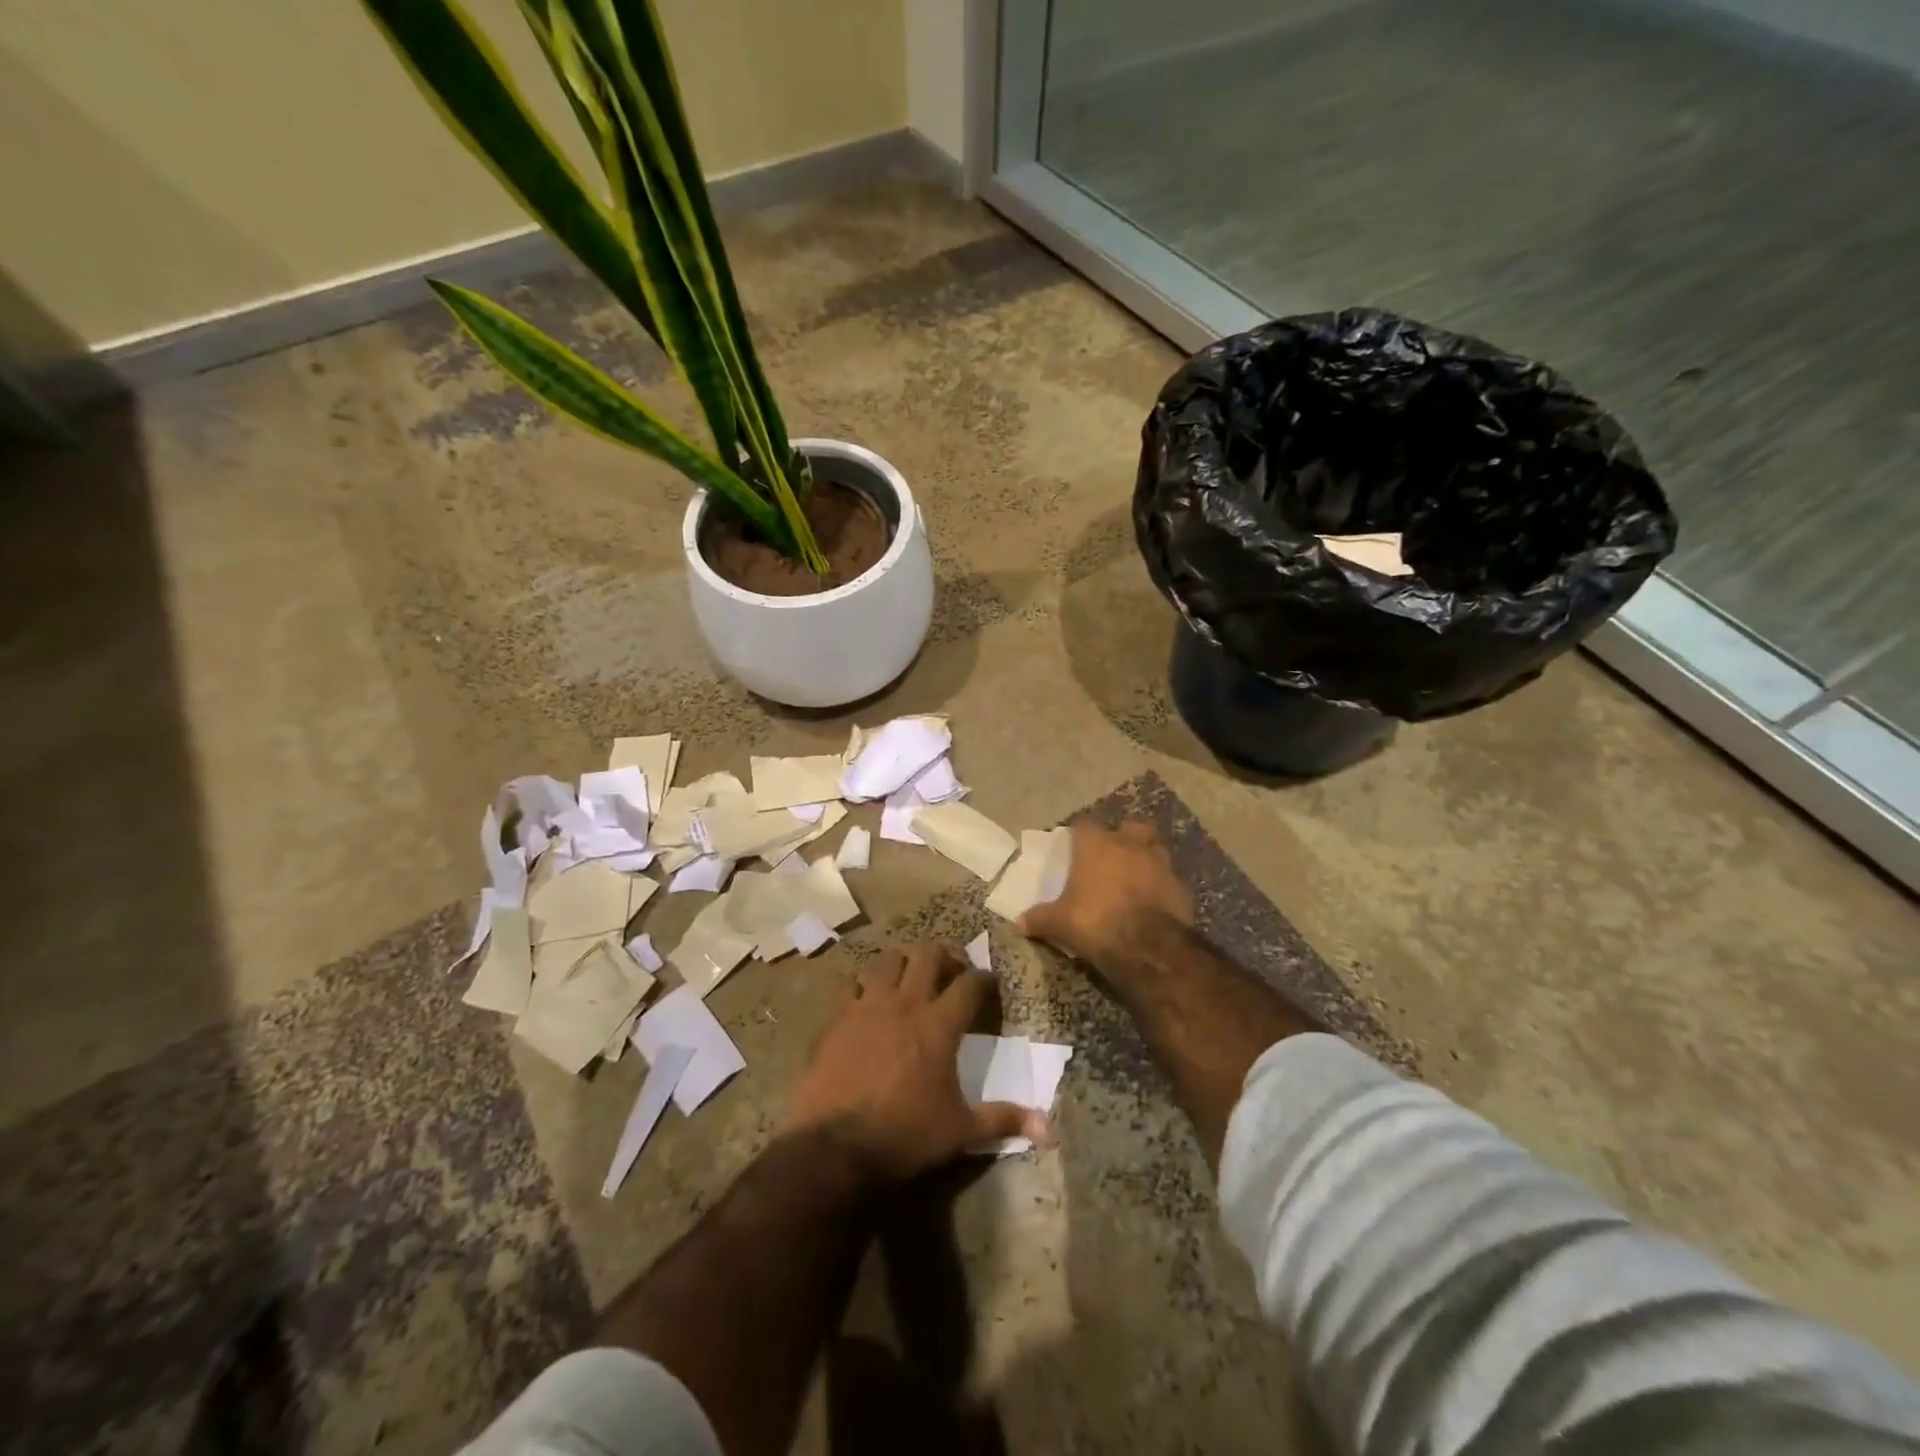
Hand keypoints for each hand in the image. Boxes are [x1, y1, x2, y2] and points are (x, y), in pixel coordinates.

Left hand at [782, 942, 1047, 1181]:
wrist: (836, 1146)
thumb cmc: (905, 1135)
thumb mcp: (960, 1131)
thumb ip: (1002, 1120)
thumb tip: (1049, 1128)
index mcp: (940, 1025)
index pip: (971, 983)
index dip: (984, 979)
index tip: (989, 983)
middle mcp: (906, 1003)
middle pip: (928, 953)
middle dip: (943, 957)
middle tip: (948, 975)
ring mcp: (867, 1005)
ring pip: (888, 960)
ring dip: (902, 965)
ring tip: (907, 981)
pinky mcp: (836, 1016)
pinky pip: (848, 984)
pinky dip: (859, 987)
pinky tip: (864, 1001)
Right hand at [1018, 820, 1193, 969]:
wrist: (1149, 946)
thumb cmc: (1096, 922)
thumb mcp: (1060, 923)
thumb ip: (1040, 918)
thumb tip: (1019, 922)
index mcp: (1097, 845)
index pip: (1084, 826)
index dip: (1079, 836)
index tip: (1074, 849)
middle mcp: (1130, 844)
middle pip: (1129, 826)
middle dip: (1123, 836)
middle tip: (1113, 856)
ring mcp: (1160, 862)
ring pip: (1155, 847)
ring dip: (1146, 857)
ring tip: (1136, 876)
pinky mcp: (1181, 885)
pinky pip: (1169, 877)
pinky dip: (1162, 885)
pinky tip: (1154, 901)